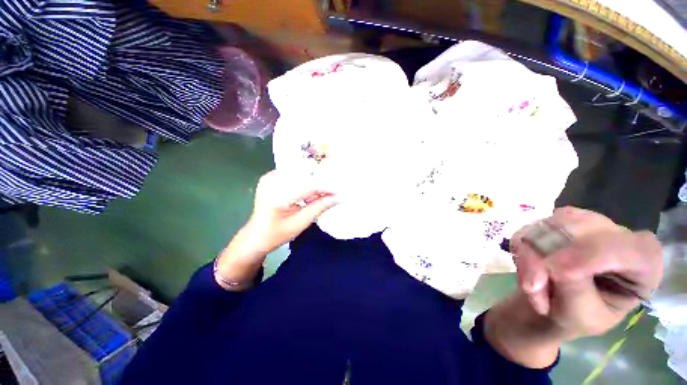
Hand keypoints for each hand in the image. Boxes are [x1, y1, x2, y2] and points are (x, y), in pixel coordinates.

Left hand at [214, 170, 337, 289]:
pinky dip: (304, 181)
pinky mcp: (270, 177)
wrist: (256, 235)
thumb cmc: (278, 233)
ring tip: (318, 196)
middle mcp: (271, 182)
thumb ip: (320, 207)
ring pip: (299, 173)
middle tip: (332, 193)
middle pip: (304, 175)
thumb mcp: (301, 223)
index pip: (308, 186)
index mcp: (277, 197)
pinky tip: (306, 193)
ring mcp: (269, 177)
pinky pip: (293, 174)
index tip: (340, 192)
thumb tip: (339, 197)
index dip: (326, 187)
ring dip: (312, 182)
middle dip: (321, 184)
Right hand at [511, 207, 662, 339]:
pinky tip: (525, 270)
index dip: (599, 255)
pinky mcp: (554, 224)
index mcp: (642, 267)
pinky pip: (529, 229)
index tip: (560, 272)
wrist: (548, 306)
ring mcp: (584, 226)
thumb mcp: (581, 315)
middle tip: (532, 288)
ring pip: (551, 226)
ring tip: (530, 287)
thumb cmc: (575, 317)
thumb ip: (575, 288)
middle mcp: (616, 237)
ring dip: (530, 257)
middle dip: (550, 257)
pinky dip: (520, 251)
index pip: (634, 248)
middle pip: (585, 228)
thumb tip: (556, 263)